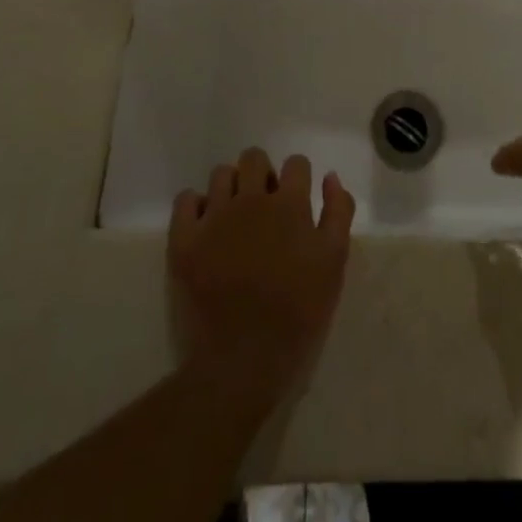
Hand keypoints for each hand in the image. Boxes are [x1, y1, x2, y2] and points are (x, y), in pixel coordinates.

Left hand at [168, 147, 355, 410]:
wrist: (240, 363)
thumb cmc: (296, 315)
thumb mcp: (333, 265)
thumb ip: (337, 213)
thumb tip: (330, 177)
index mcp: (289, 204)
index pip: (296, 164)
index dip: (298, 179)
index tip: (296, 203)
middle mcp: (250, 199)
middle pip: (254, 158)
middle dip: (262, 175)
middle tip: (264, 208)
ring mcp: (214, 217)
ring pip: (221, 174)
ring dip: (231, 188)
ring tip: (234, 219)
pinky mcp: (184, 239)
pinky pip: (186, 199)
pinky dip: (196, 206)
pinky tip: (205, 227)